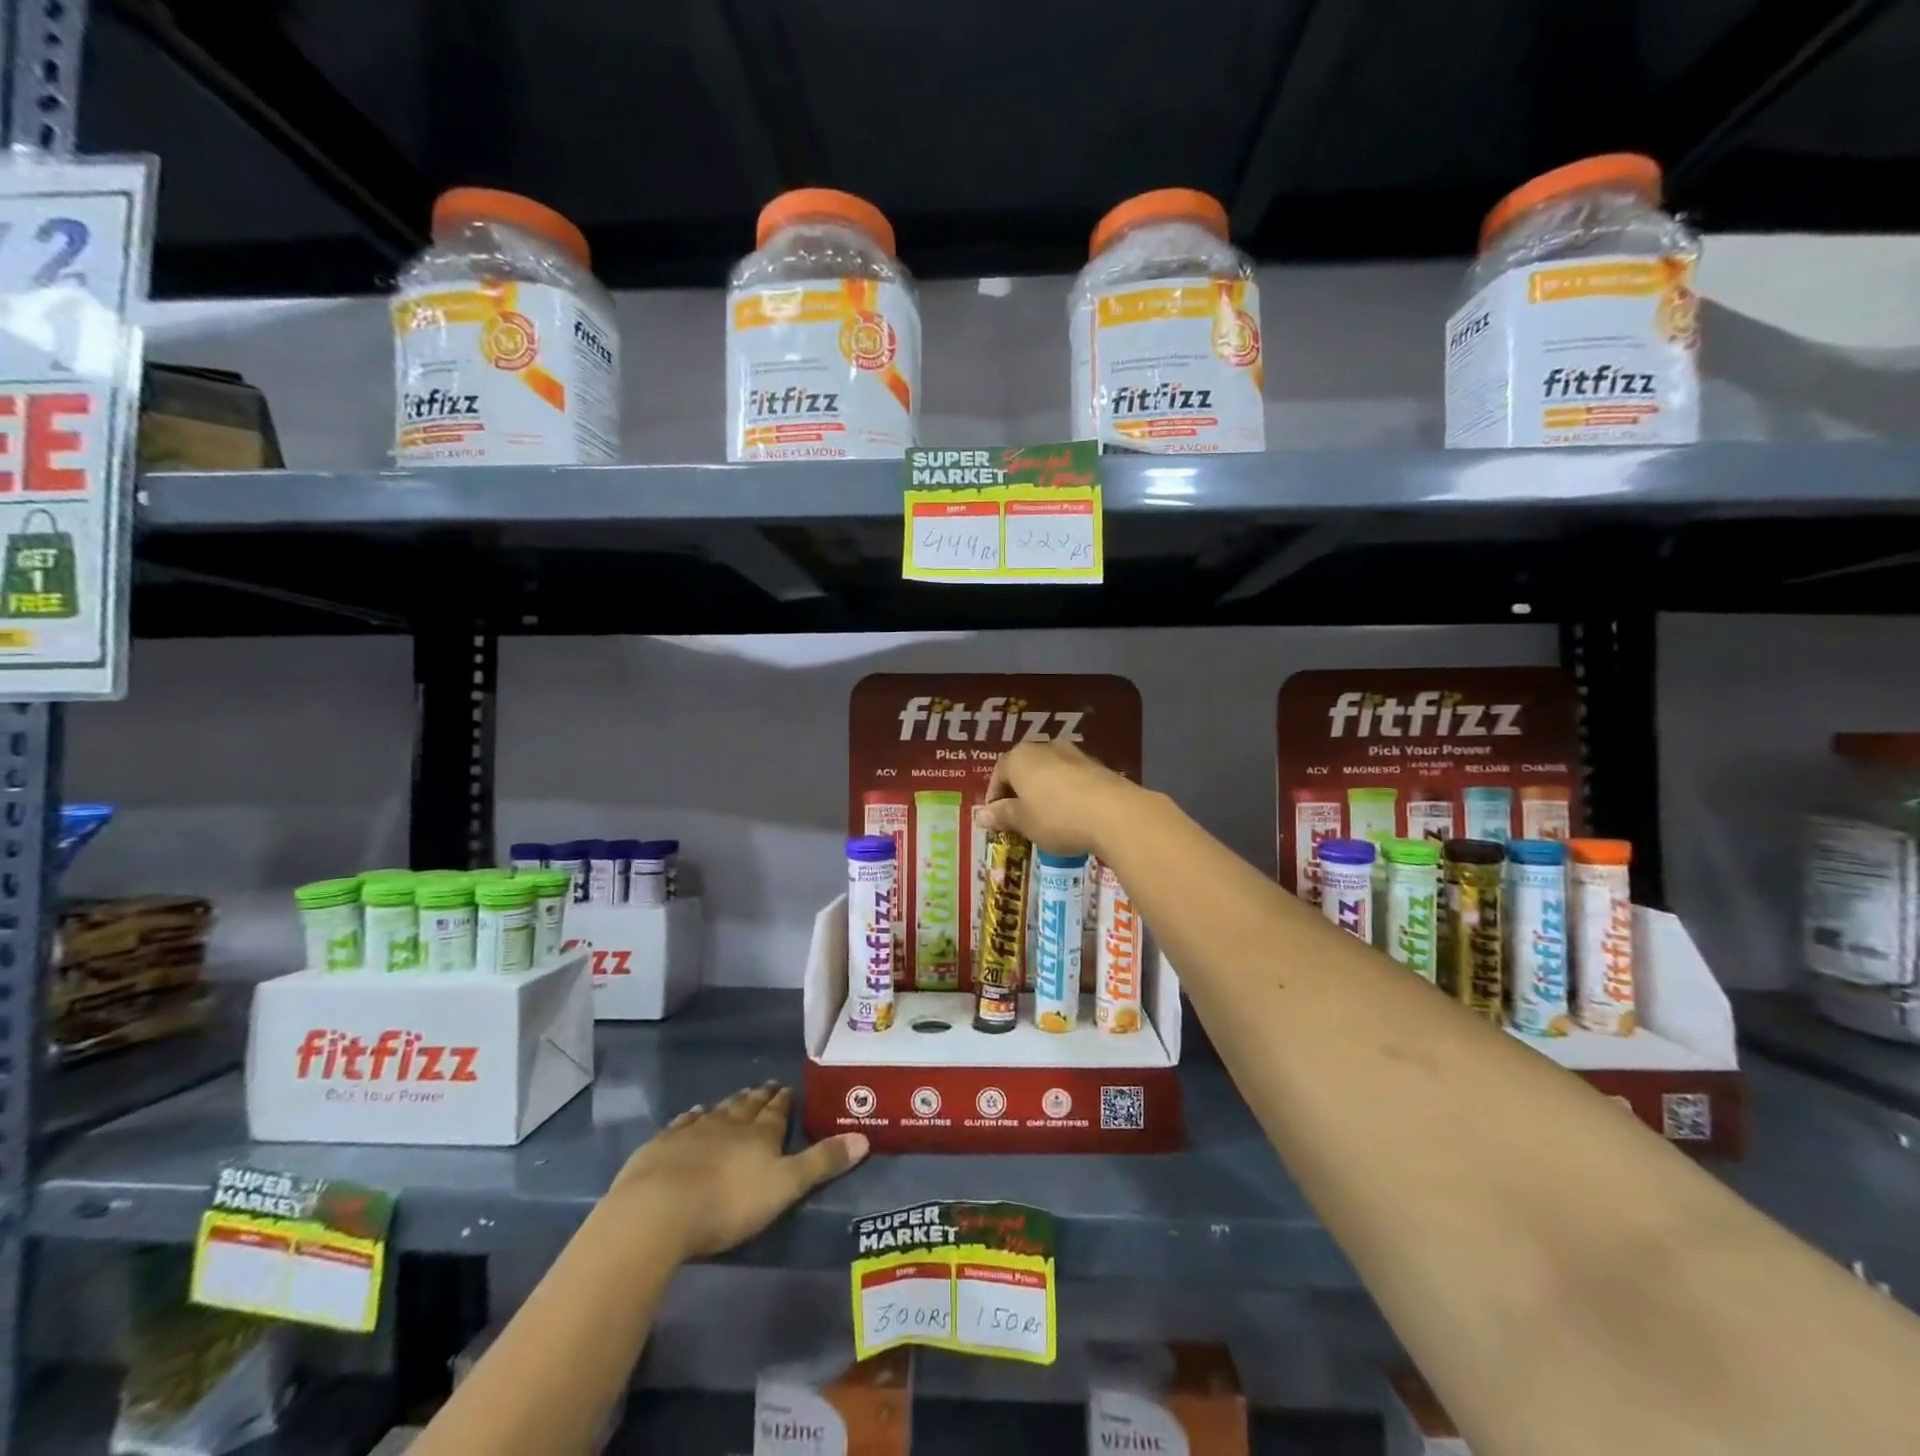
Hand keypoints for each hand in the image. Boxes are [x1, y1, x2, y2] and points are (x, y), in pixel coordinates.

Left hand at [611, 1083, 867, 1260]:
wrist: (658, 1211)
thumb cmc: (727, 1203)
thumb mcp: (784, 1187)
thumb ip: (822, 1163)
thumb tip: (864, 1138)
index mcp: (760, 1134)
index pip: (776, 1111)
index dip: (783, 1101)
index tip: (787, 1088)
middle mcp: (729, 1123)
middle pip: (747, 1106)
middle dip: (759, 1097)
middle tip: (767, 1086)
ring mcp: (693, 1131)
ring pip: (717, 1110)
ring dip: (729, 1104)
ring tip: (736, 1098)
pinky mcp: (661, 1145)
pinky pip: (683, 1123)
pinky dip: (692, 1117)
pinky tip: (693, 1114)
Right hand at [984, 739, 1141, 857]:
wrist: (1115, 814)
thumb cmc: (1057, 817)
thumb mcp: (1023, 822)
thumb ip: (1002, 815)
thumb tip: (981, 815)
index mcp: (1019, 757)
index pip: (998, 774)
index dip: (994, 798)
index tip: (996, 820)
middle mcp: (1044, 747)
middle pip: (1024, 770)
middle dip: (1019, 794)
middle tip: (1020, 820)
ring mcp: (1074, 754)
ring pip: (1049, 773)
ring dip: (1044, 793)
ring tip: (1046, 820)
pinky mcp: (1097, 766)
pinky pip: (1072, 780)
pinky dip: (1066, 794)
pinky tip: (1072, 816)